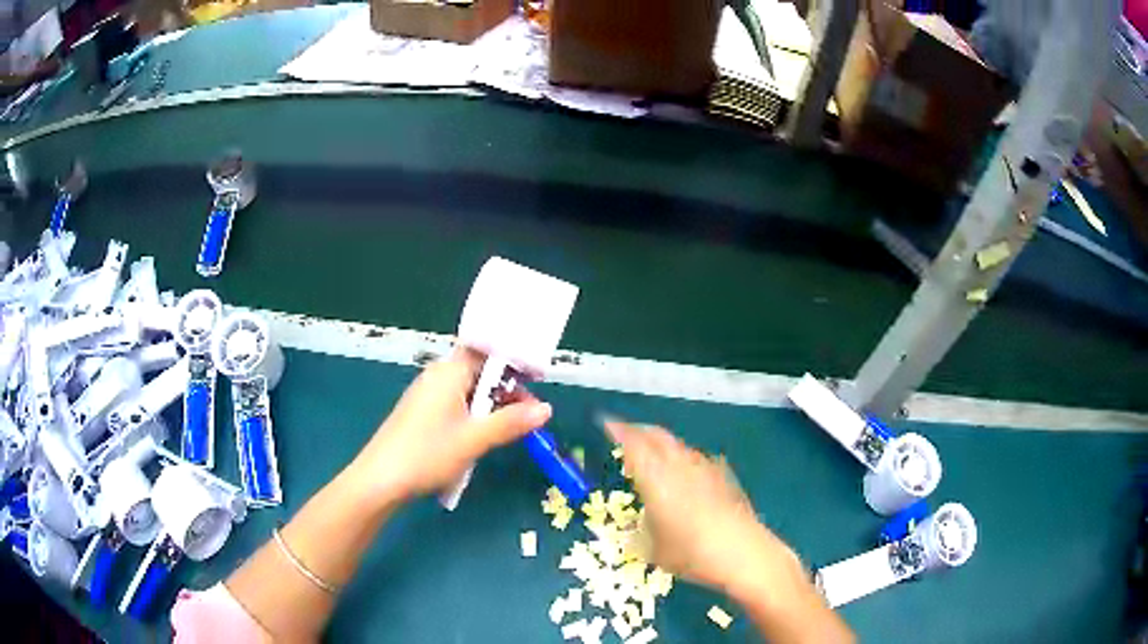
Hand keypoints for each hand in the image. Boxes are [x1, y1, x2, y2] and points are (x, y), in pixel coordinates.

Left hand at [351, 349, 552, 504]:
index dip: (513, 363)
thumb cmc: (427, 454)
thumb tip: (546, 409)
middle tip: (528, 416)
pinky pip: (455, 406)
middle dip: (506, 391)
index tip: (536, 382)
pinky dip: (473, 417)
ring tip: (508, 431)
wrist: (381, 481)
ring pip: (469, 392)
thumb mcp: (475, 439)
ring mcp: (427, 395)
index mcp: (449, 371)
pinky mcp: (421, 414)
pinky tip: (479, 439)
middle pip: (480, 372)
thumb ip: (511, 422)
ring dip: (490, 408)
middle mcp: (437, 376)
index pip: (487, 351)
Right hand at [604, 421, 802, 598]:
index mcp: (655, 477)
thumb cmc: (690, 552)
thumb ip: (641, 533)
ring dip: (663, 445)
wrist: (742, 552)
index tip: (606, 423)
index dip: (618, 431)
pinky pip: (698, 459)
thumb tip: (635, 529)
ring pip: (679, 446)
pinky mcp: (725, 476)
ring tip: (655, 454)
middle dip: (640, 431)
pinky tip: (687, 474)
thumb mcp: (653, 550)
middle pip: (657, 436)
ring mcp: (705, 468)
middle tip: (627, 434)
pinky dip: (684, 459)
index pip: (633, 444)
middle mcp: (679, 465)